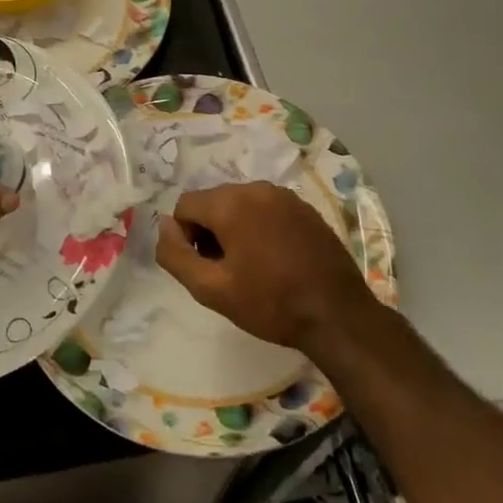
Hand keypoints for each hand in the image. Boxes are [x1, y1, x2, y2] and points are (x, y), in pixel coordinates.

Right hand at [157, 182, 376, 352]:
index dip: (184, 238)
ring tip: (251, 267)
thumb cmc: (270, 303)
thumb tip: (164, 228)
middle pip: (213, 202)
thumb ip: (176, 255)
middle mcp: (256, 188)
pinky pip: (267, 209)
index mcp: (230, 202)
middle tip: (226, 271)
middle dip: (210, 231)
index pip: (185, 205)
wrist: (337, 314)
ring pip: (240, 204)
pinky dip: (260, 227)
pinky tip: (275, 260)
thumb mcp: (211, 289)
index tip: (204, 267)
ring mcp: (285, 196)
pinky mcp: (305, 208)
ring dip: (235, 229)